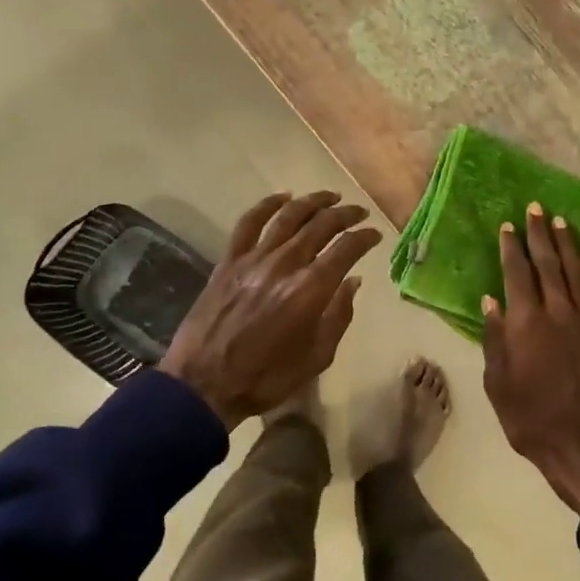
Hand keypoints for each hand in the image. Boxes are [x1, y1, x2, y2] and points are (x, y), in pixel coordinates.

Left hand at [160, 191, 382, 430]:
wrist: (204, 384)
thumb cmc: (267, 377)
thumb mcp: (318, 356)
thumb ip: (339, 315)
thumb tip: (352, 281)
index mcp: (311, 289)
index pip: (347, 249)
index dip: (365, 237)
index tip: (375, 235)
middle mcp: (286, 264)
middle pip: (321, 225)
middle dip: (346, 214)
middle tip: (359, 212)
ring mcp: (254, 258)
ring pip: (289, 216)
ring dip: (313, 201)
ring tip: (330, 196)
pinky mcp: (229, 260)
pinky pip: (249, 222)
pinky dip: (267, 205)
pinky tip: (282, 197)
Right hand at [481, 204, 579, 513]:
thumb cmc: (531, 419)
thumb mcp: (498, 383)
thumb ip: (494, 339)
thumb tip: (490, 302)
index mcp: (526, 323)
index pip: (518, 273)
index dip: (512, 247)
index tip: (508, 225)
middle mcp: (557, 313)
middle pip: (548, 264)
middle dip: (540, 234)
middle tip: (536, 208)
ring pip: (576, 273)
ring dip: (567, 246)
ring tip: (561, 222)